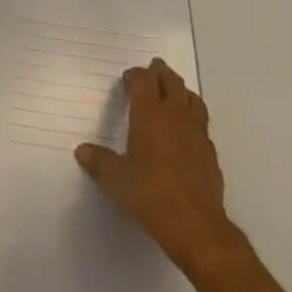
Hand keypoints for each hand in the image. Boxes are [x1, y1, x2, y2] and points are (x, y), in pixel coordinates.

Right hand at [76, 58, 240, 276]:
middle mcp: (175, 115)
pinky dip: (193, 117)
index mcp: (150, 114)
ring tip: (174, 91)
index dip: (136, 75)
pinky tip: (187, 129)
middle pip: (171, 82)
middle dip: (161, 72)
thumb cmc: (149, 194)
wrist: (194, 224)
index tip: (128, 77)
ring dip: (181, 90)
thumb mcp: (116, 179)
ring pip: (192, 99)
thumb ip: (99, 161)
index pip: (144, 81)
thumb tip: (82, 151)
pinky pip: (202, 123)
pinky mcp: (210, 151)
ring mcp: (197, 132)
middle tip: (154, 68)